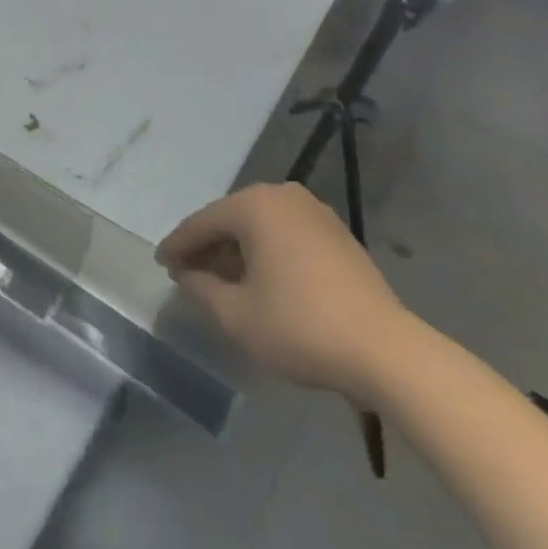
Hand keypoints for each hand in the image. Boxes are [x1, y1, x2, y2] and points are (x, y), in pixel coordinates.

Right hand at [157, 182, 413, 404]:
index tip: (161, 264)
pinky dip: (266, 254)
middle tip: (188, 274)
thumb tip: (187, 275)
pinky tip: (260, 282)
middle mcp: (283, 196)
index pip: (202, 223)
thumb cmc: (300, 327)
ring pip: (259, 228)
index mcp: (254, 205)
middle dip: (208, 248)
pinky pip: (285, 236)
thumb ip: (200, 289)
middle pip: (231, 220)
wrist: (386, 351)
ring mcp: (314, 212)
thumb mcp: (235, 316)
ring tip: (222, 282)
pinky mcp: (337, 235)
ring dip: (237, 252)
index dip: (178, 246)